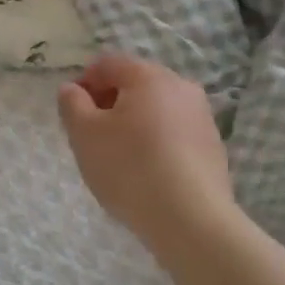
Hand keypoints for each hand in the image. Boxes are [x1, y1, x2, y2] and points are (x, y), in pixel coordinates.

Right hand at [57, 55, 234, 255]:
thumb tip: (72, 89)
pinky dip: (156, 142)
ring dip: (133, 123)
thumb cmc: (130, 169)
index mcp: (148, 76)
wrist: (192, 220)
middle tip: (92, 136)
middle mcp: (180, 86)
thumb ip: (72, 104)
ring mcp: (201, 116)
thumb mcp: (85, 135)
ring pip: (156, 108)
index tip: (72, 113)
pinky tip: (147, 172)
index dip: (84, 82)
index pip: (108, 64)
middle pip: (135, 83)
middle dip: (109, 103)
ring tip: (119, 157)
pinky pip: (174, 132)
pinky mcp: (213, 145)